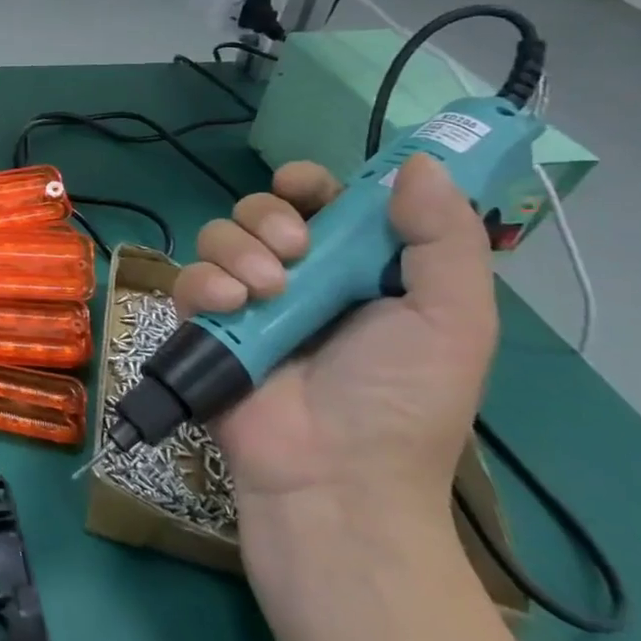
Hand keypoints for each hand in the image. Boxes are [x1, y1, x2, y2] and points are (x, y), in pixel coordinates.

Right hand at [173, 154, 497, 522]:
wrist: (335, 476)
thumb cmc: (402, 400)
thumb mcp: (452, 319)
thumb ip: (444, 239)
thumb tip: (418, 164)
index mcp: (357, 269)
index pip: (324, 202)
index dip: (310, 184)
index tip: (305, 187)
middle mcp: (298, 277)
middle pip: (262, 209)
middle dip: (270, 216)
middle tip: (295, 250)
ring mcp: (245, 302)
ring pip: (219, 236)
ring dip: (240, 250)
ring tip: (267, 292)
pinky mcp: (203, 326)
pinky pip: (188, 279)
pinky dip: (205, 284)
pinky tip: (229, 307)